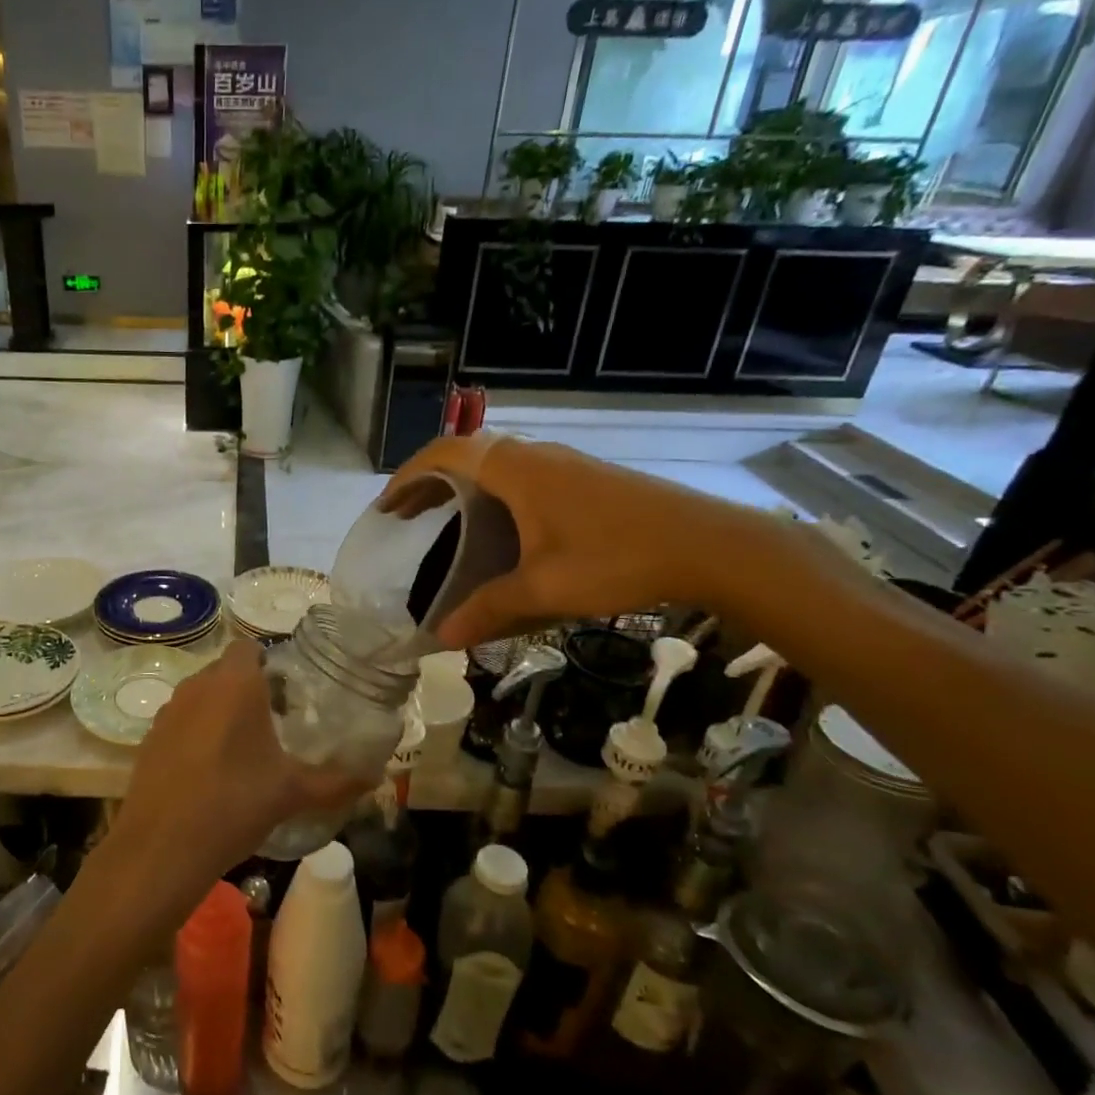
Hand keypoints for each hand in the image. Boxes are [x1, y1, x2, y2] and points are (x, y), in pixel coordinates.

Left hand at [106, 641, 362, 916]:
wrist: (162, 846)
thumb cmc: (235, 803)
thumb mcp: (293, 793)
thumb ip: (337, 781)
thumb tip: (375, 777)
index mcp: (235, 683)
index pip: (248, 646)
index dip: (267, 662)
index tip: (286, 691)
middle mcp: (198, 685)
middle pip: (225, 670)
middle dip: (247, 688)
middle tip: (273, 722)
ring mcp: (168, 710)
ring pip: (200, 695)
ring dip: (219, 710)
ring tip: (243, 748)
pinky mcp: (149, 737)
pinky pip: (180, 721)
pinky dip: (195, 733)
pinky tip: (209, 770)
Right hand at [380, 434, 762, 648]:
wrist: (709, 545)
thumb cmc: (616, 558)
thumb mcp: (544, 588)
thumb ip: (488, 609)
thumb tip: (442, 639)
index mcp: (515, 470)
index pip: (444, 454)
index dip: (408, 477)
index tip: (386, 507)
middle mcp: (535, 456)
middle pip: (466, 454)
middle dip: (429, 482)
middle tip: (406, 517)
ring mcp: (564, 464)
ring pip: (496, 463)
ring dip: (463, 486)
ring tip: (444, 520)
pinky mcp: (585, 478)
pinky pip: (521, 474)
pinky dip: (492, 493)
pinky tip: (501, 527)